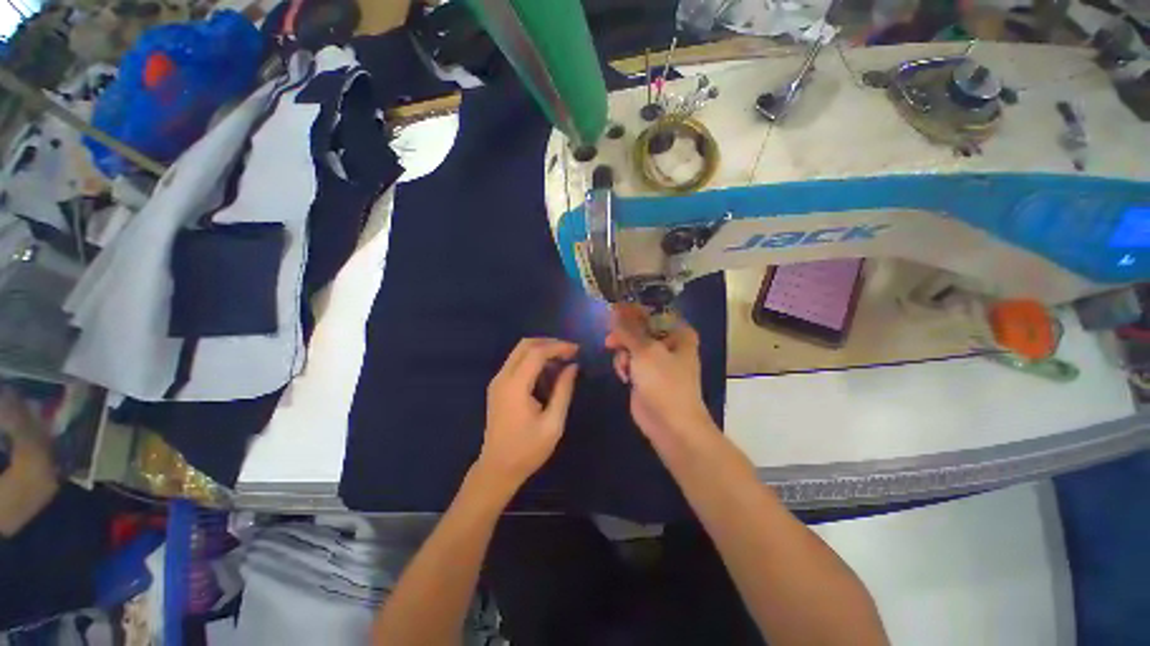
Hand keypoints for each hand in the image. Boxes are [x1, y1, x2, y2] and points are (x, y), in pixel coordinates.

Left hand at [477, 338, 578, 488]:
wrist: (497, 469)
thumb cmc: (527, 450)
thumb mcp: (553, 423)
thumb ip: (563, 391)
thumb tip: (573, 366)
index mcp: (515, 386)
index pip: (537, 352)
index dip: (558, 346)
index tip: (577, 350)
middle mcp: (503, 377)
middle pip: (525, 345)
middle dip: (549, 343)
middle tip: (569, 352)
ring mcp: (497, 381)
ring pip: (519, 351)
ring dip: (541, 350)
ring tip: (563, 360)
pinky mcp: (498, 387)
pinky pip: (516, 362)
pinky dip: (533, 359)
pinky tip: (548, 371)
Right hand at [605, 304, 716, 446]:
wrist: (670, 425)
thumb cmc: (664, 382)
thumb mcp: (645, 350)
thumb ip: (628, 329)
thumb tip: (614, 308)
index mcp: (677, 332)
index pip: (652, 311)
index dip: (632, 309)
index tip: (612, 309)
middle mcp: (668, 342)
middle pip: (639, 327)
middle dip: (624, 334)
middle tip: (610, 341)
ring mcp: (656, 359)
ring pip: (631, 344)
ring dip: (623, 353)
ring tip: (624, 366)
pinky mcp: (645, 374)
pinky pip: (629, 360)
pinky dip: (624, 366)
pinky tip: (624, 377)